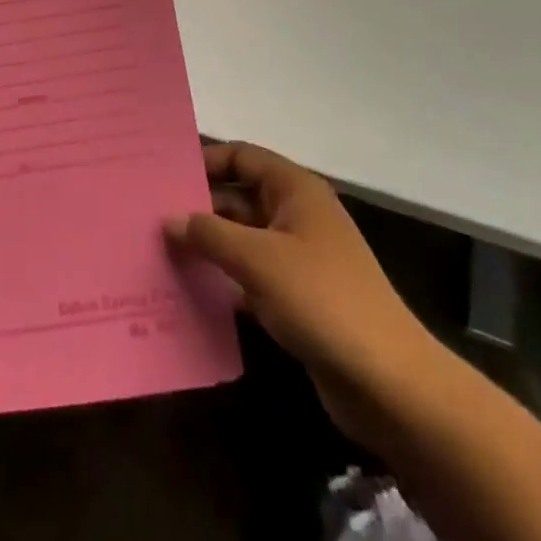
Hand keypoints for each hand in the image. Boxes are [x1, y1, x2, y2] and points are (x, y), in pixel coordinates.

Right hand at [165, 142, 438, 432]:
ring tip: (160, 250)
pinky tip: (190, 289)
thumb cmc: (321, 299)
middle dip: (199, 206)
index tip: (163, 175)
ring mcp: (300, 258)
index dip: (205, 161)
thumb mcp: (257, 259)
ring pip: (243, 238)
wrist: (389, 383)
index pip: (242, 157)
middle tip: (151, 215)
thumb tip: (169, 219)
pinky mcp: (299, 298)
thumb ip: (209, 234)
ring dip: (209, 245)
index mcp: (295, 190)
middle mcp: (298, 215)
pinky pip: (252, 275)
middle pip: (239, 196)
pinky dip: (225, 278)